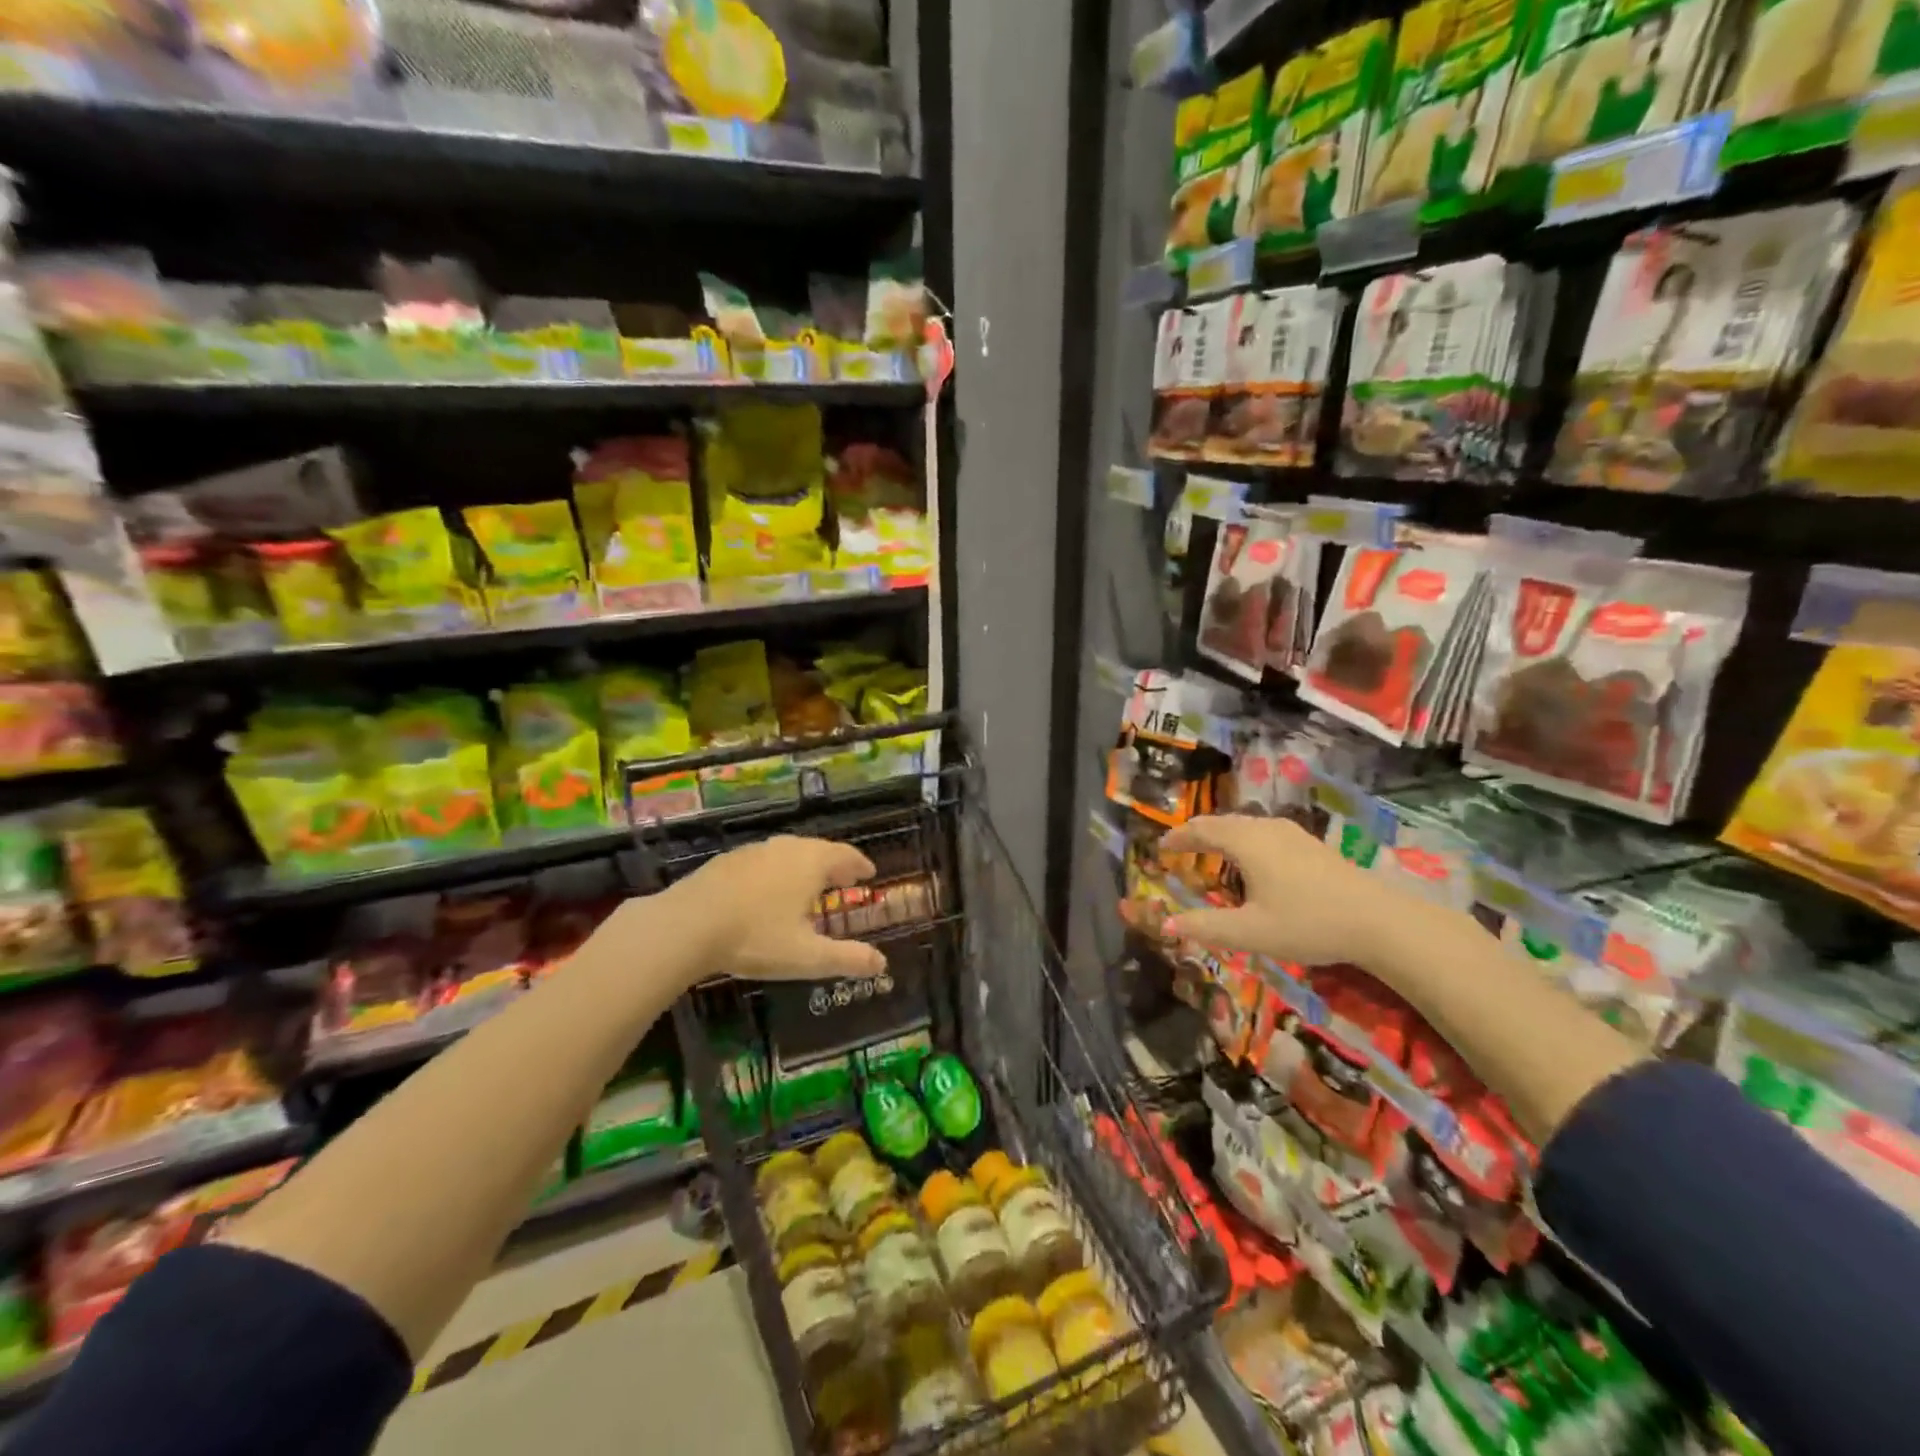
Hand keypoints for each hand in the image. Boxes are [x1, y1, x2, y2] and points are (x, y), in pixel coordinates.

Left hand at [668, 835, 887, 981]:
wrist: (686, 924)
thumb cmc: (755, 937)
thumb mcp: (806, 956)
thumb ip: (846, 959)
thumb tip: (881, 964)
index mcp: (811, 863)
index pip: (845, 855)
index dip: (859, 864)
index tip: (869, 872)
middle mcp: (786, 849)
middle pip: (818, 849)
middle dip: (833, 864)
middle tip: (842, 879)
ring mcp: (754, 852)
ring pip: (788, 852)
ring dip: (804, 865)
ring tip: (807, 885)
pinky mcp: (727, 861)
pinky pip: (764, 861)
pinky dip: (776, 871)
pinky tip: (767, 891)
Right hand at [1161, 815, 1404, 968]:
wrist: (1379, 921)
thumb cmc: (1308, 923)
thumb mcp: (1250, 932)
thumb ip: (1205, 927)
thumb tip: (1166, 923)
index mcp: (1246, 842)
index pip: (1202, 830)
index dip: (1178, 837)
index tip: (1160, 847)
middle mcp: (1266, 829)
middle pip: (1223, 822)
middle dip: (1198, 833)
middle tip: (1180, 847)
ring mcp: (1293, 834)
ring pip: (1246, 825)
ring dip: (1223, 835)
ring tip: (1211, 851)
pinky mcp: (1311, 844)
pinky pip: (1264, 832)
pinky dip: (1245, 840)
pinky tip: (1253, 860)